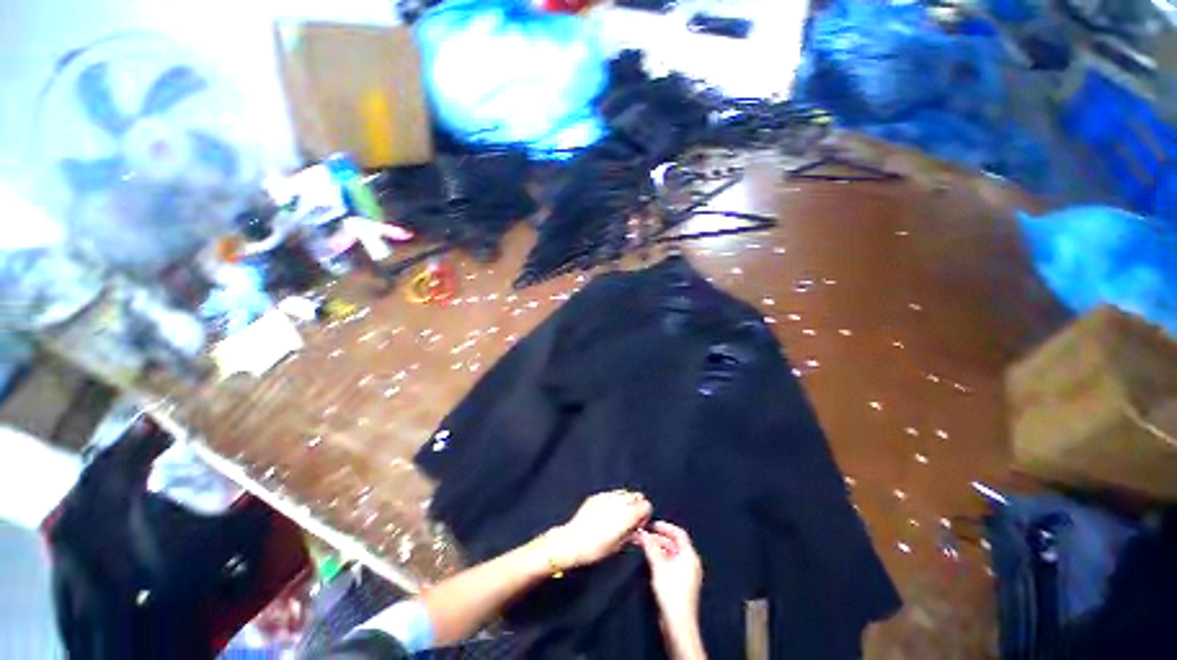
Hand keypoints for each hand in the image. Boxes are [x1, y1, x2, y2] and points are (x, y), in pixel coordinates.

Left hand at [546, 490, 651, 568]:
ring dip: (625, 502)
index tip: (638, 525)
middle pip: (637, 496)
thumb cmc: (595, 548)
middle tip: (630, 520)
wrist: (572, 541)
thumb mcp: (618, 546)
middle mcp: (619, 501)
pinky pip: (610, 494)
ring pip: (624, 493)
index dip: (644, 515)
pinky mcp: (597, 496)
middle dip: (636, 506)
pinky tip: (605, 514)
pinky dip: (613, 501)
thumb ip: (631, 535)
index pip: (646, 505)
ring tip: (617, 517)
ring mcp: (607, 496)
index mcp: (627, 514)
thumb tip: (638, 532)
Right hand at [638, 521, 703, 628]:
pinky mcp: (682, 584)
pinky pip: (672, 564)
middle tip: (644, 537)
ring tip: (645, 548)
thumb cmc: (671, 591)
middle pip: (675, 544)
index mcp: (690, 555)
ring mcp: (687, 574)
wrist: (678, 622)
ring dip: (658, 549)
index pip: (679, 533)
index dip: (665, 527)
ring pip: (672, 554)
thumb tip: (644, 535)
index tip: (652, 525)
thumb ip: (651, 547)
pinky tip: (651, 562)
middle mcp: (691, 563)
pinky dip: (662, 559)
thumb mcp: (658, 565)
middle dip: (658, 539)